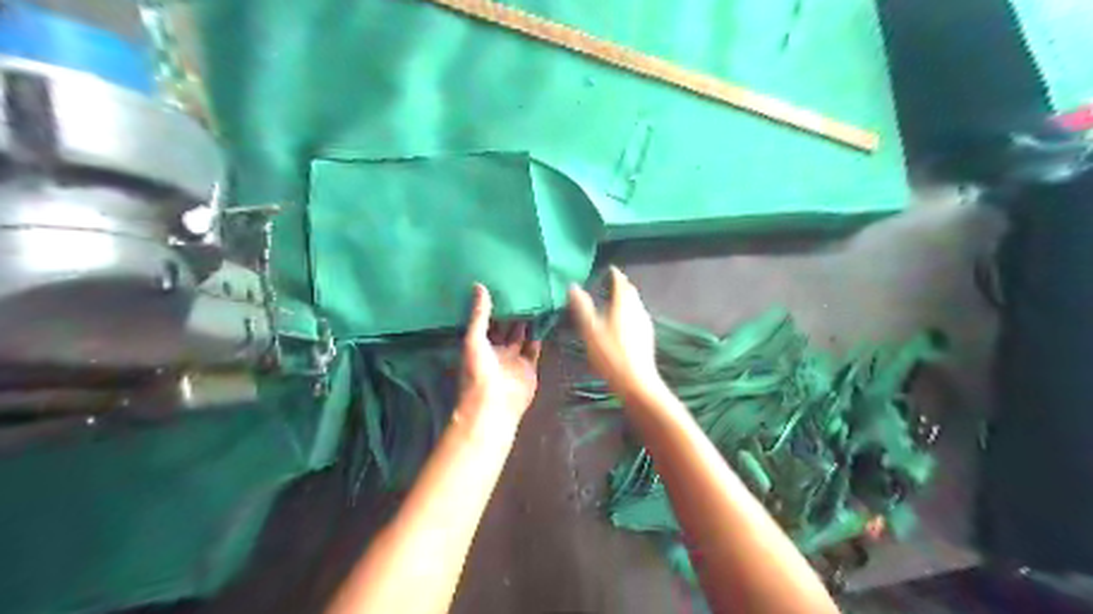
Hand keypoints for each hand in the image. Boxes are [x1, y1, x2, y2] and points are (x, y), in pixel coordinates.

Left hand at [461, 284, 540, 421]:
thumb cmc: (478, 371)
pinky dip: (539, 336)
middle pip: (506, 328)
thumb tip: (479, 285)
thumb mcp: (473, 338)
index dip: (493, 307)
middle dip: (512, 313)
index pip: (487, 322)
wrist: (494, 404)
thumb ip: (479, 314)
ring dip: (527, 322)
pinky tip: (544, 320)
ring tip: (535, 300)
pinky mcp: (529, 367)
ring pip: (521, 336)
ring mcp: (514, 359)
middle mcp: (497, 350)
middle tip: (522, 289)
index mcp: (480, 344)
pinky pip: (534, 348)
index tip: (501, 286)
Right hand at [569, 267, 661, 398]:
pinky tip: (623, 322)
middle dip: (621, 285)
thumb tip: (573, 286)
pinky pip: (637, 316)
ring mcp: (644, 323)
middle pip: (630, 291)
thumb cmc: (610, 354)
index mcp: (624, 304)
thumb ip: (582, 307)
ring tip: (613, 301)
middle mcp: (637, 309)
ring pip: (635, 304)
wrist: (636, 381)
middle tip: (610, 284)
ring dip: (626, 299)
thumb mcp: (590, 330)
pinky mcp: (647, 336)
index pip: (621, 281)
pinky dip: (629, 312)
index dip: (614, 274)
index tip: (609, 269)